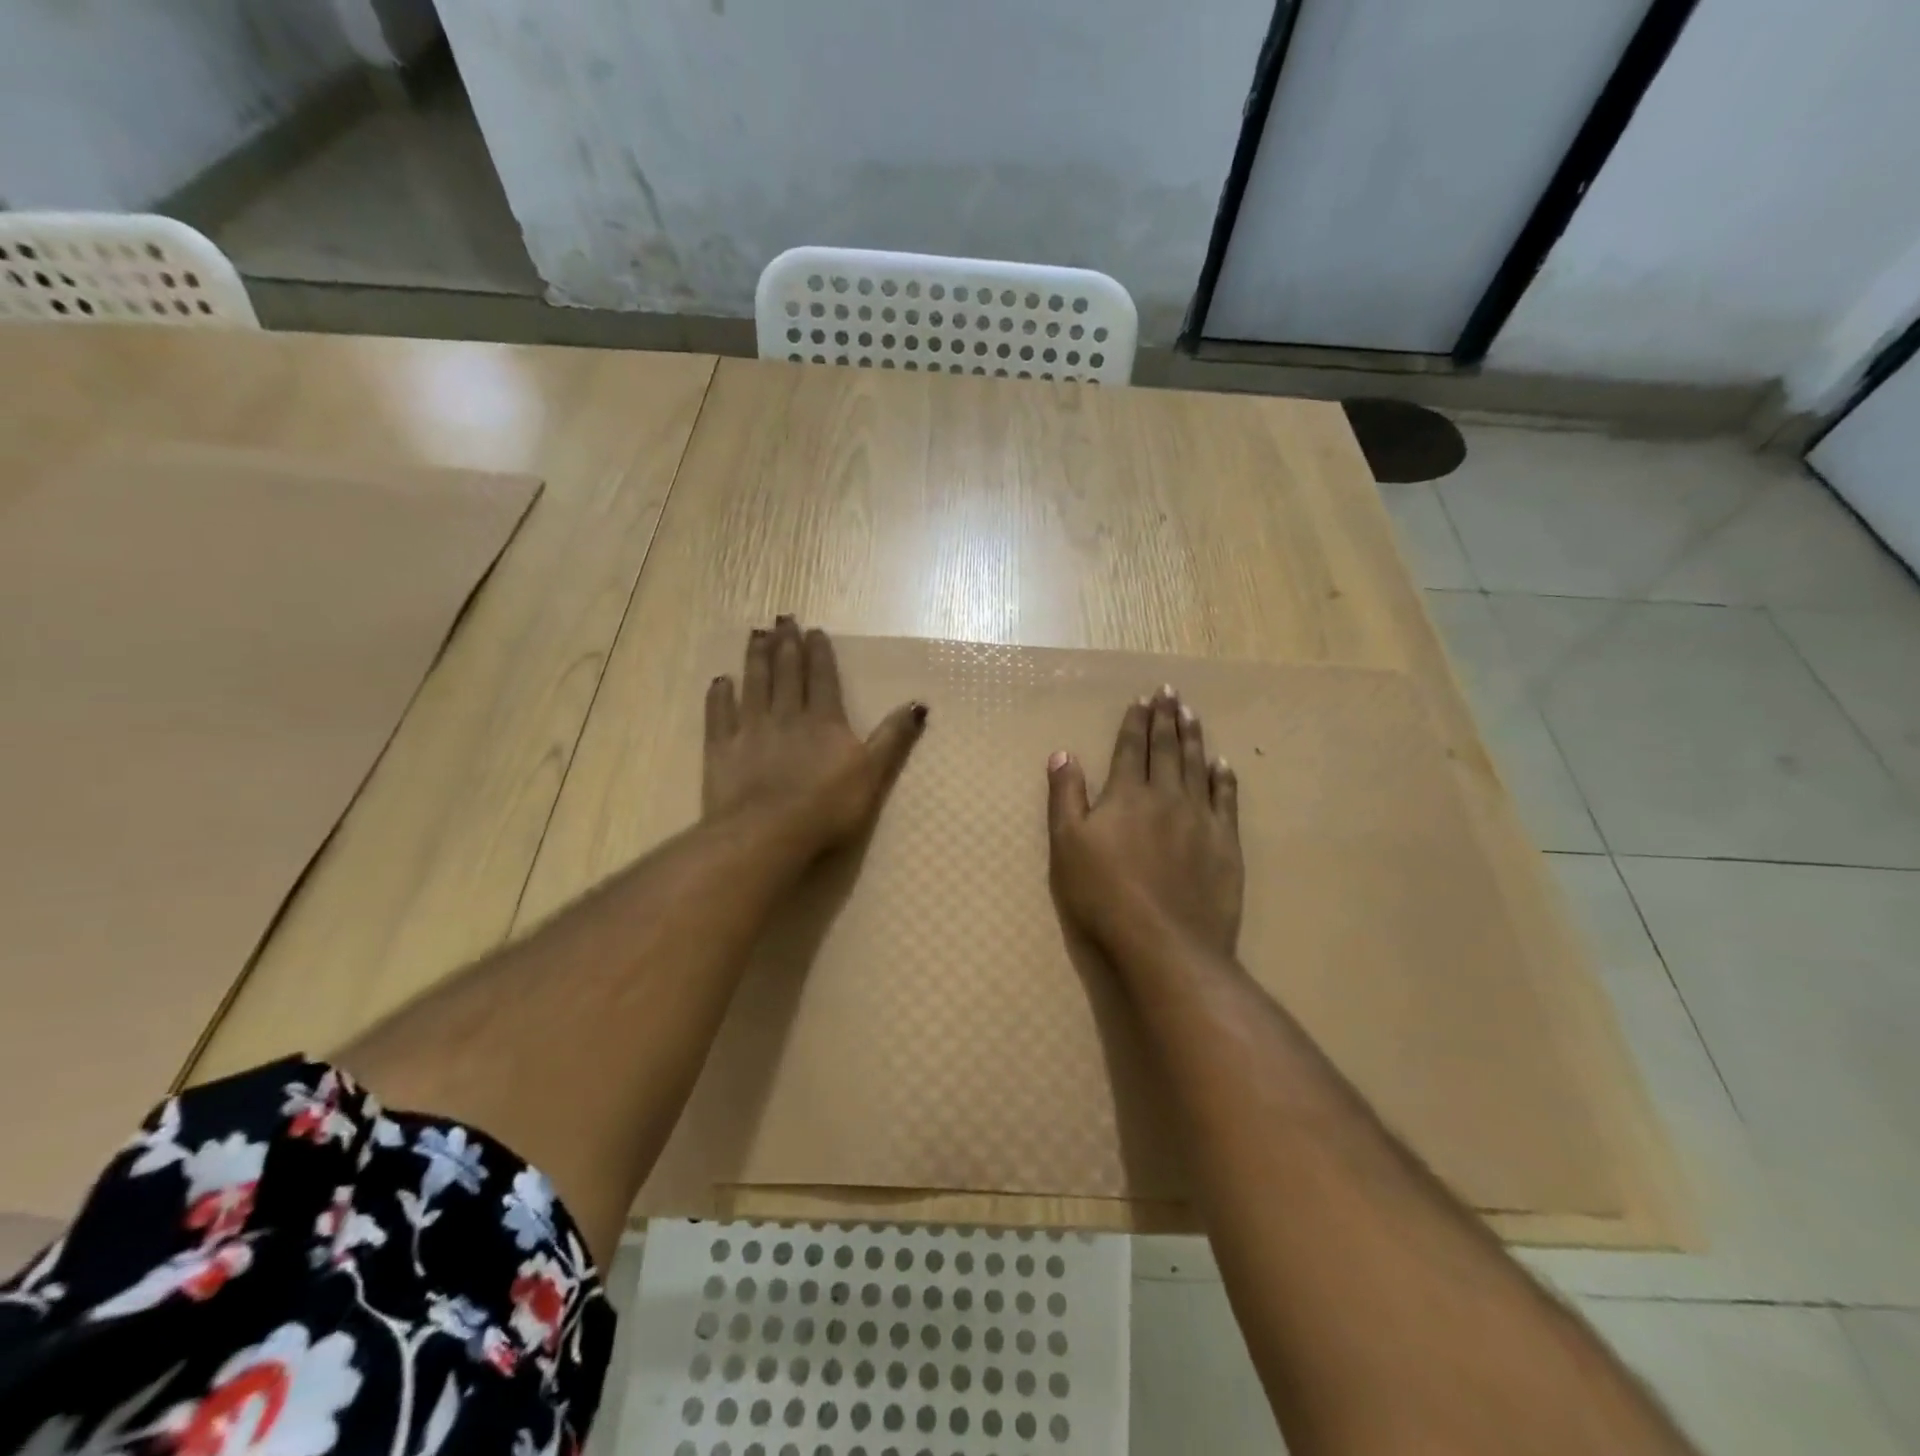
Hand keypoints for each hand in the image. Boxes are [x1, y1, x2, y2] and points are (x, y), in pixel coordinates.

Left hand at [703, 617, 926, 855]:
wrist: (769, 832)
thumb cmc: (828, 807)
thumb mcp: (873, 773)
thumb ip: (893, 738)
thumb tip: (918, 704)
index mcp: (824, 721)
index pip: (822, 678)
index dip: (819, 653)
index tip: (814, 630)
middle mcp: (787, 716)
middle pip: (787, 674)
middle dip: (786, 645)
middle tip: (782, 619)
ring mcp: (751, 730)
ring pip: (754, 685)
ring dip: (756, 659)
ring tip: (756, 635)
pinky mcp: (722, 750)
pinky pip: (719, 715)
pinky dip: (720, 696)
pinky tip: (720, 681)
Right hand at [1046, 686, 1242, 959]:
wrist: (1166, 942)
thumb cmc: (1104, 895)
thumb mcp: (1067, 845)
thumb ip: (1065, 796)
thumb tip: (1062, 753)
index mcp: (1127, 794)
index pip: (1132, 748)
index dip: (1136, 722)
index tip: (1142, 699)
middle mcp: (1166, 795)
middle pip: (1167, 749)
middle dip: (1166, 718)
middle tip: (1170, 692)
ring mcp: (1200, 818)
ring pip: (1197, 765)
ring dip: (1194, 736)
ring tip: (1192, 713)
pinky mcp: (1225, 843)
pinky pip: (1225, 799)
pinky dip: (1223, 777)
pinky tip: (1222, 763)